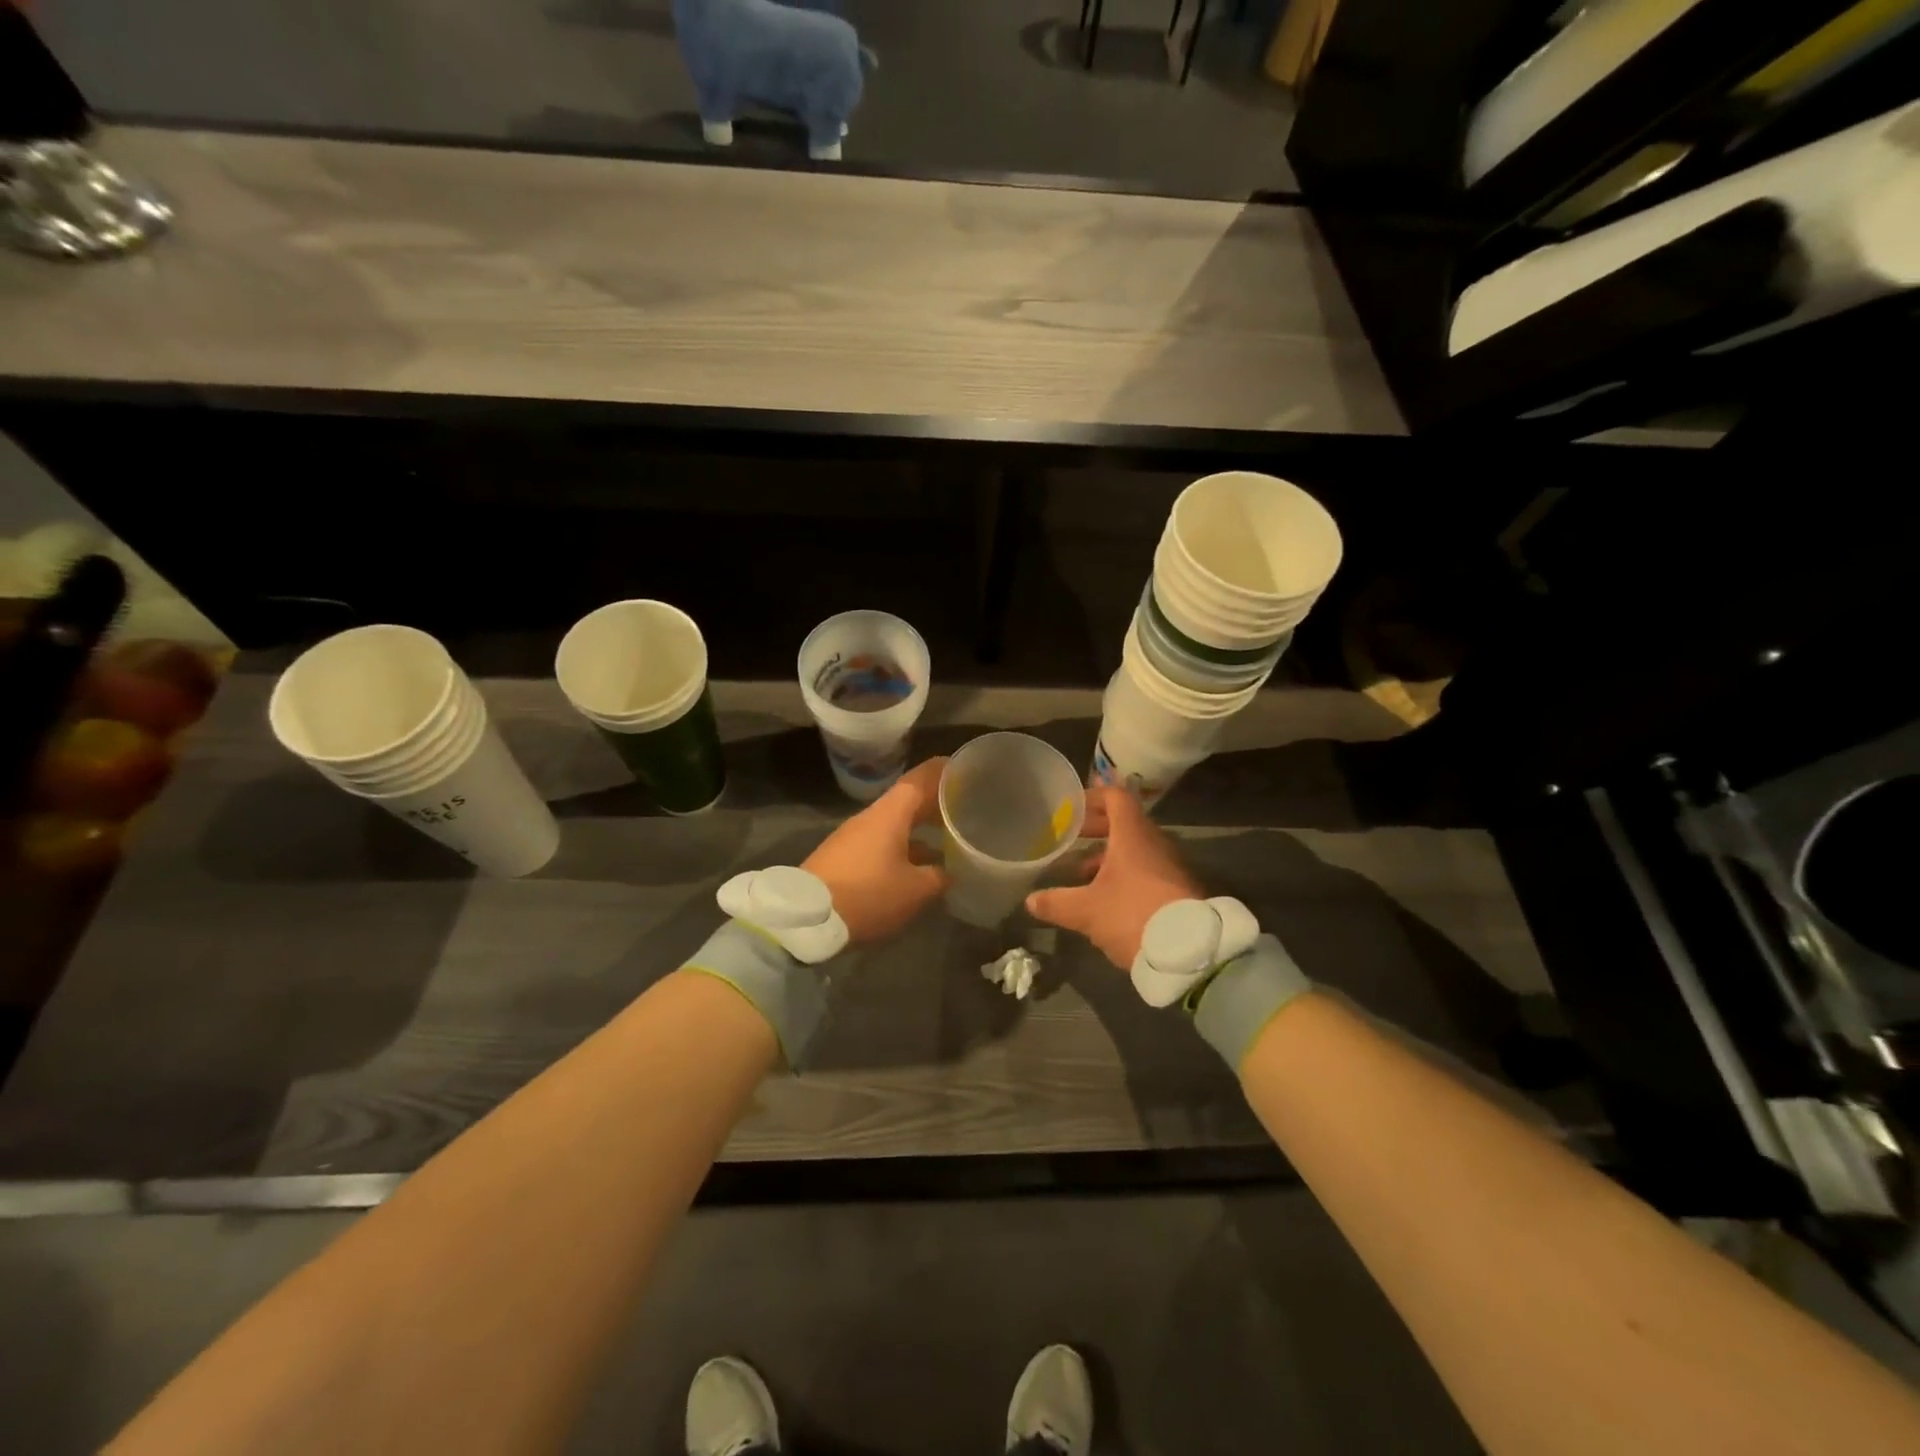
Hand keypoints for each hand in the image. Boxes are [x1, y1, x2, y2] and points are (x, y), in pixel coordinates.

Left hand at [803, 757, 950, 943]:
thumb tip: (949, 870)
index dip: (943, 771)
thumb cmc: (867, 895)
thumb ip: (938, 876)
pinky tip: (918, 867)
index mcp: (890, 814)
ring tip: (946, 840)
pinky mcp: (844, 857)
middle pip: (908, 801)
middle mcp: (871, 817)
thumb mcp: (914, 890)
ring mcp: (854, 836)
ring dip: (919, 828)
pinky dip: (904, 846)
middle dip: (936, 803)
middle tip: (965, 807)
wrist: (806, 919)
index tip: (965, 768)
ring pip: (894, 823)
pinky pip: (881, 842)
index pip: (920, 778)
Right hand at [1026, 784, 1201, 967]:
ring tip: (1082, 874)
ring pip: (1135, 848)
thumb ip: (1056, 903)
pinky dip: (1125, 873)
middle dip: (1096, 828)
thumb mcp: (1086, 911)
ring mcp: (1169, 866)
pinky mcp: (1178, 889)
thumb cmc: (1133, 915)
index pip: (1116, 797)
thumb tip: (1030, 900)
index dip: (1093, 797)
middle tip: (1071, 838)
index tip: (1071, 807)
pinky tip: (1107, 898)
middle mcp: (1154, 843)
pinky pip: (1147, 869)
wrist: (1189, 952)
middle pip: (1124, 822)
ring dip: (1109, 855)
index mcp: (1133, 835)